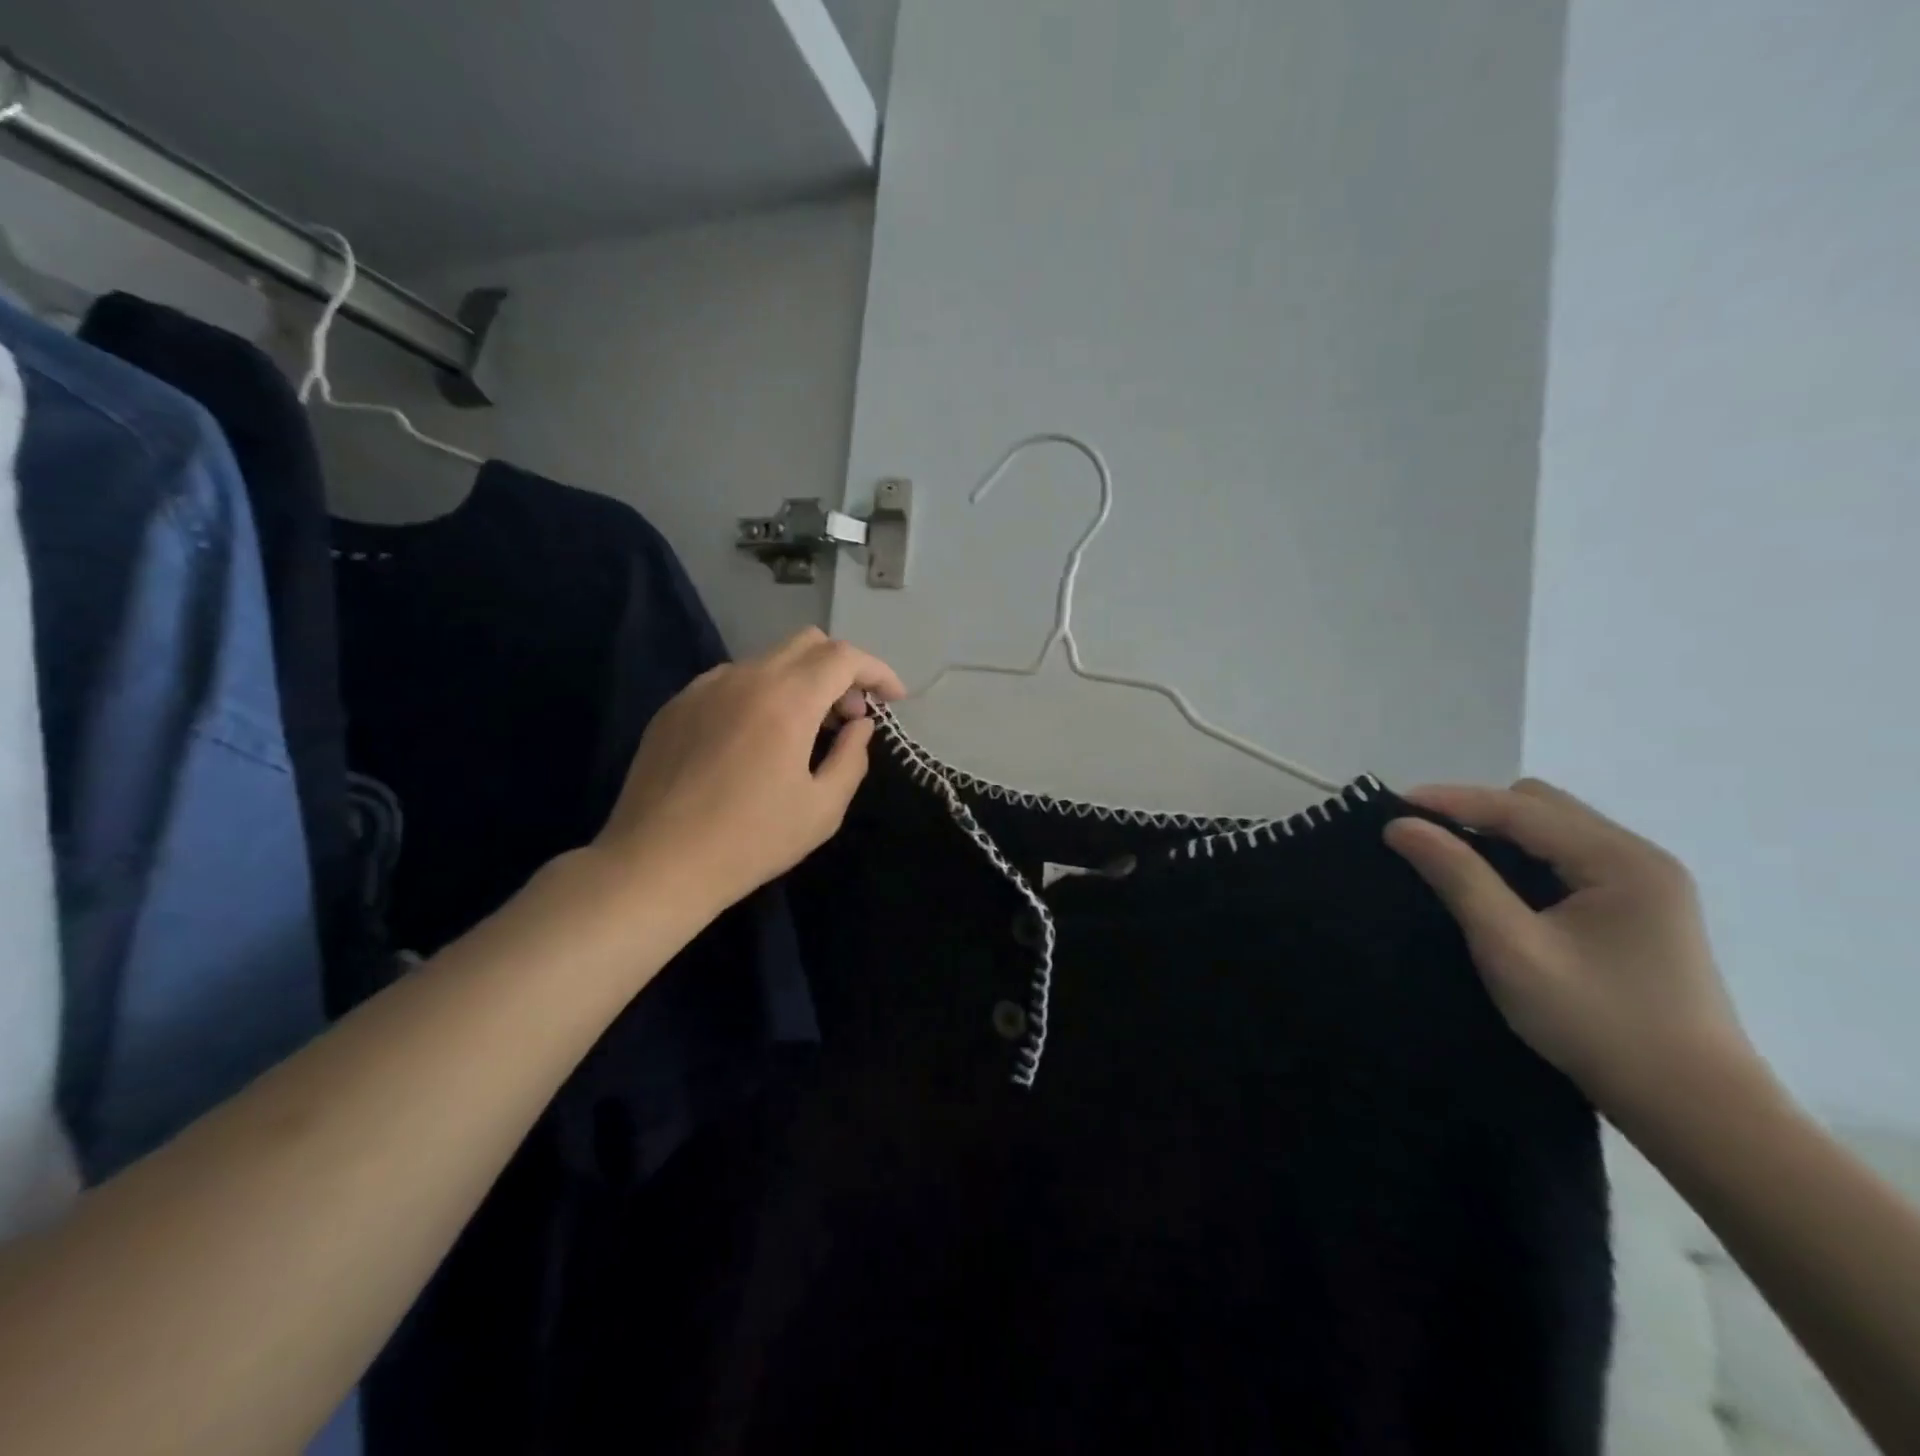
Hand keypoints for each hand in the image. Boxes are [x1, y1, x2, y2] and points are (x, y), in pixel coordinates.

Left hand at [590, 628, 905, 916]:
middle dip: (841, 670)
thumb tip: (859, 725)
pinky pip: (732, 681)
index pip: (844, 657)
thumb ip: (852, 758)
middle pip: (807, 643)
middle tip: (848, 716)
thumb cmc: (750, 841)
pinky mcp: (676, 705)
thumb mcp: (822, 809)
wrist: (656, 863)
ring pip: (768, 660)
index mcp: (786, 700)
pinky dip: (762, 694)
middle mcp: (745, 677)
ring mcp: (704, 687)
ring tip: (804, 731)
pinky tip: (756, 740)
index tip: (893, 699)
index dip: (877, 671)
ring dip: (801, 682)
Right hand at [1383, 779, 1757, 1123]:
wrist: (1695, 1109)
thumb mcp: (1512, 948)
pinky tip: (1498, 885)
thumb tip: (1401, 825)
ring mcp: (1645, 882)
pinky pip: (1566, 857)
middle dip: (1475, 812)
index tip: (1389, 807)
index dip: (1450, 801)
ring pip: (1553, 829)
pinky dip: (1522, 857)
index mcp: (1621, 861)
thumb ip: (1458, 877)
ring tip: (1450, 858)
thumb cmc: (1598, 1024)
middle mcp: (1639, 857)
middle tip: (1422, 839)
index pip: (1519, 807)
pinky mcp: (1639, 908)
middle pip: (1540, 806)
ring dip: (1498, 834)